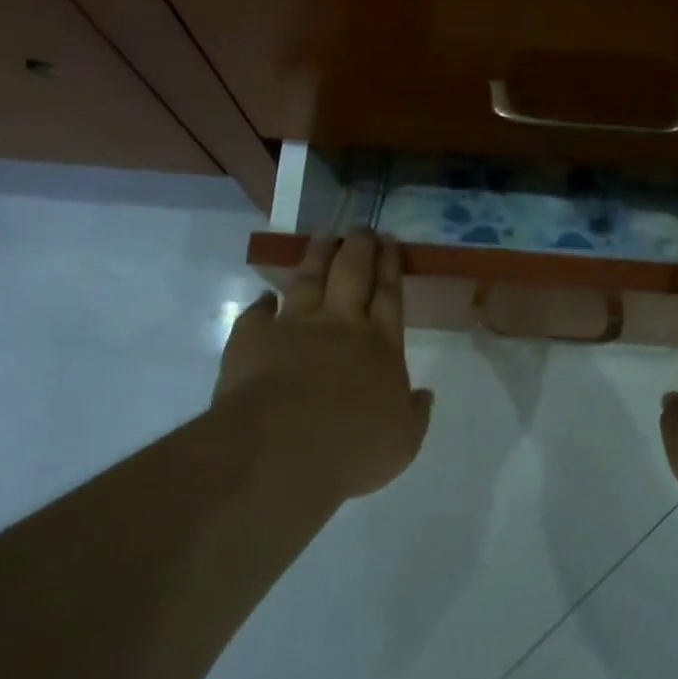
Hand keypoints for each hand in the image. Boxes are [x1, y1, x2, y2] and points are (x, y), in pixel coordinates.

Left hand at [214, 231, 433, 501]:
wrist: (280, 451)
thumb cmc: (352, 449)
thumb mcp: (403, 441)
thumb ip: (414, 414)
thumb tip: (424, 395)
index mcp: (381, 345)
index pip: (389, 293)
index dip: (390, 264)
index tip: (389, 240)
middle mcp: (340, 324)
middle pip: (352, 272)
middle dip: (359, 246)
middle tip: (361, 227)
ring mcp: (294, 326)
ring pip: (309, 279)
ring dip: (317, 255)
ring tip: (324, 235)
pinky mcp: (253, 338)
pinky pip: (258, 312)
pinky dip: (263, 302)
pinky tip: (265, 295)